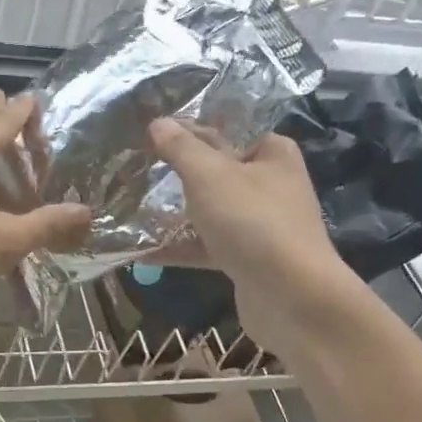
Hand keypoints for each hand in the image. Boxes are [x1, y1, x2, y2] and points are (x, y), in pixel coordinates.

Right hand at [148, 118, 363, 355]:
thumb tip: (158, 122)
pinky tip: (139, 251)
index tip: (146, 132)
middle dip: (174, 172)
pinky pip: (205, 246)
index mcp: (270, 153)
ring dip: (171, 213)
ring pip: (208, 210)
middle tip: (131, 169)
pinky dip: (177, 248)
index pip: (224, 129)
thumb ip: (181, 148)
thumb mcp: (211, 175)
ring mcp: (258, 225)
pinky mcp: (246, 259)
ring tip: (128, 207)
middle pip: (214, 171)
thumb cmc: (254, 223)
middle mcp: (268, 184)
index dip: (186, 128)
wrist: (293, 299)